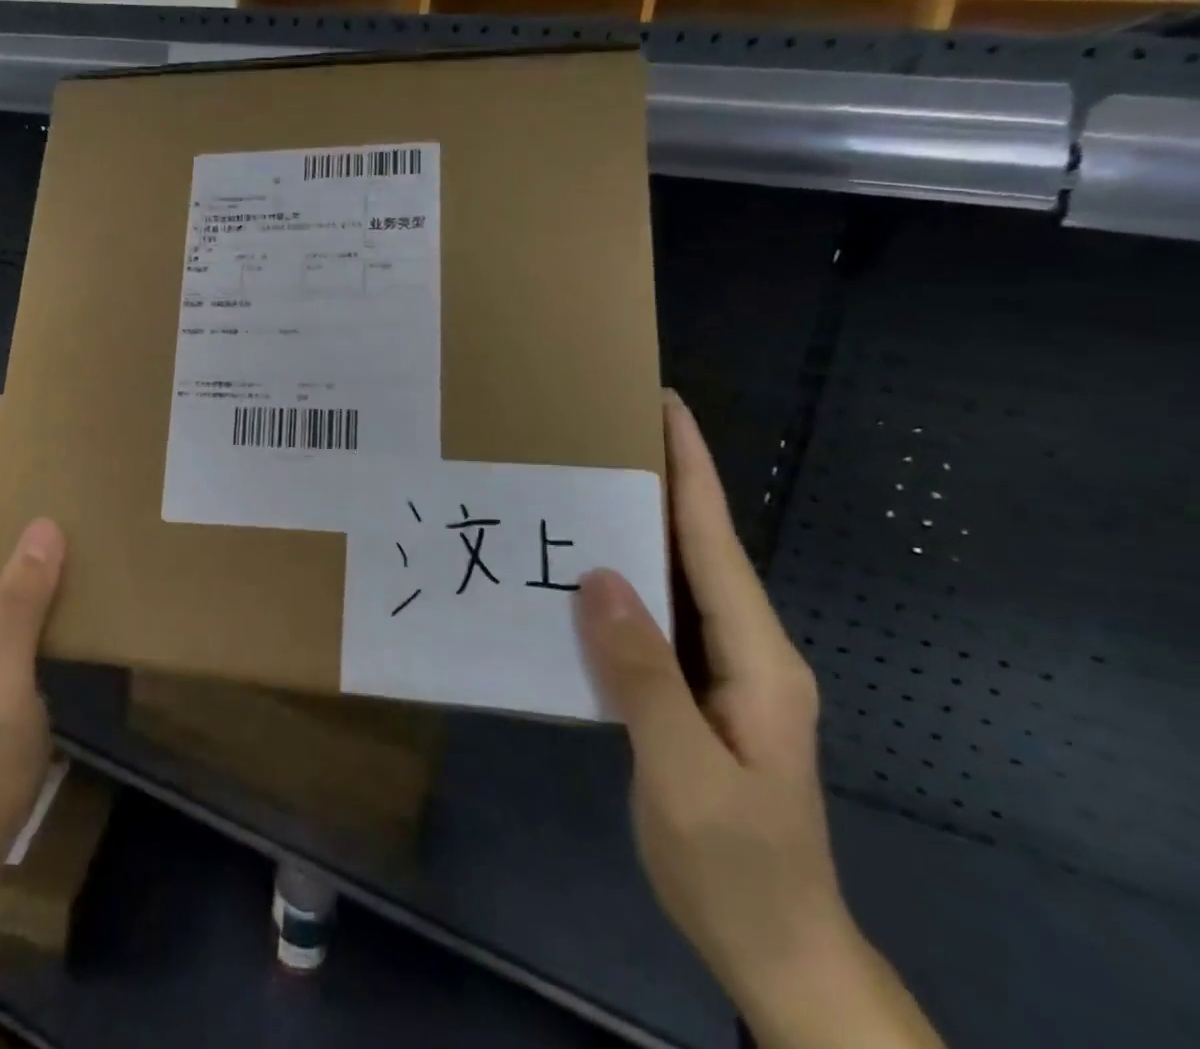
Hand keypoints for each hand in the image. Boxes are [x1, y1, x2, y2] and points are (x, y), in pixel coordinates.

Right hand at [576, 394, 941, 1048]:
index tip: (666, 410)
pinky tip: (583, 572)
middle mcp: (747, 651)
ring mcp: (724, 672)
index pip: (716, 545)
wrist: (776, 948)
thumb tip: (598, 576)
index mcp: (758, 659)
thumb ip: (644, 675)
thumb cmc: (737, 865)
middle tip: (602, 432)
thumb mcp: (686, 776)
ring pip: (676, 582)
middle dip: (661, 484)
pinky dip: (623, 583)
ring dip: (637, 529)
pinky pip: (656, 620)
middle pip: (699, 550)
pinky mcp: (696, 693)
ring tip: (584, 483)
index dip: (692, 473)